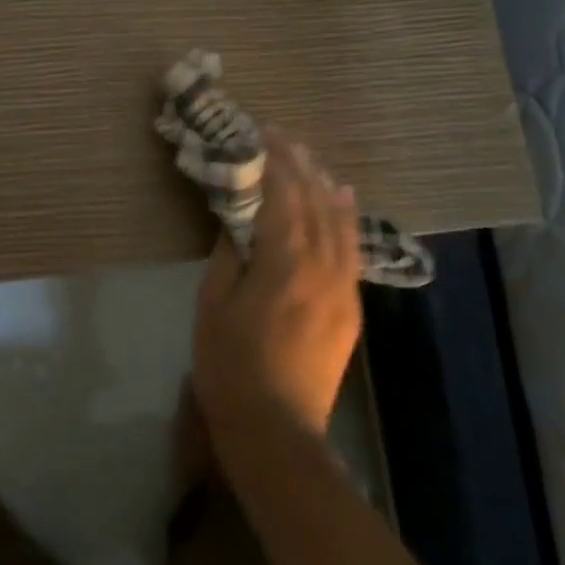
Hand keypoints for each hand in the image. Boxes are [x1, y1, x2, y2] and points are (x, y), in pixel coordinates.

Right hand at [191, 136, 362, 450]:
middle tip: (280, 135)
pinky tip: (342, 197)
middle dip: (297, 163)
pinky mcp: (351, 307)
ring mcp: (343, 286)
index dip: (272, 161)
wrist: (278, 431)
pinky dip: (346, 215)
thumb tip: (239, 219)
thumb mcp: (213, 305)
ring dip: (322, 183)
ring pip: (339, 220)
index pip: (283, 195)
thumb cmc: (230, 366)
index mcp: (284, 262)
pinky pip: (352, 247)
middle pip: (314, 200)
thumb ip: (229, 254)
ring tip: (308, 156)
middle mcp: (322, 265)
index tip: (259, 133)